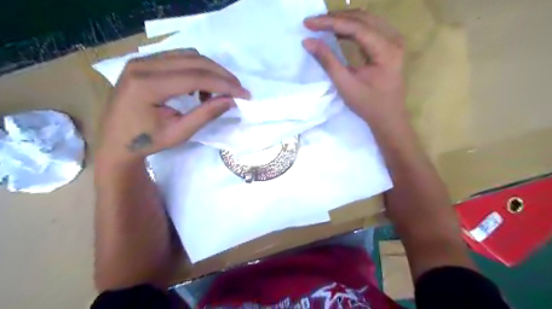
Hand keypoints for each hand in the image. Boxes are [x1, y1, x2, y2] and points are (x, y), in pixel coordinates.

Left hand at [96, 48, 250, 163]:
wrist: (115, 141)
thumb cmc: (146, 141)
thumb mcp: (179, 132)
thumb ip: (206, 114)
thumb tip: (231, 100)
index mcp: (147, 84)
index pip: (196, 77)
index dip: (225, 85)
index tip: (245, 94)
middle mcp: (143, 64)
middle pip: (194, 60)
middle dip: (222, 75)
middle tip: (239, 90)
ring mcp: (142, 60)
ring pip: (188, 56)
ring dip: (210, 71)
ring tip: (219, 92)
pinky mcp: (144, 62)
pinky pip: (179, 58)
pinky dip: (197, 70)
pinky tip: (200, 88)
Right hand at [303, 10, 406, 123]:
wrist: (389, 117)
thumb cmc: (368, 105)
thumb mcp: (345, 84)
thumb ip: (327, 61)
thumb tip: (308, 41)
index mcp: (385, 49)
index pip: (355, 26)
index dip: (329, 22)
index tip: (308, 23)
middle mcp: (393, 38)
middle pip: (361, 18)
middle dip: (335, 18)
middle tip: (313, 23)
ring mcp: (393, 41)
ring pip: (365, 20)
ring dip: (343, 20)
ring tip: (322, 25)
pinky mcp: (389, 45)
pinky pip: (369, 28)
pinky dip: (351, 28)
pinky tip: (338, 32)